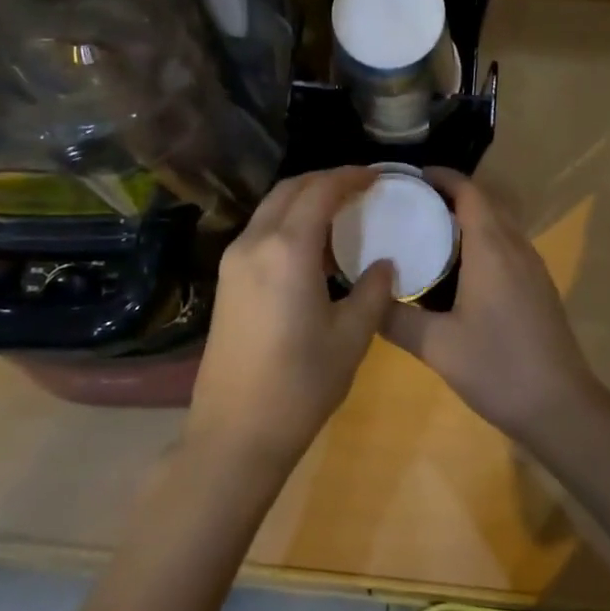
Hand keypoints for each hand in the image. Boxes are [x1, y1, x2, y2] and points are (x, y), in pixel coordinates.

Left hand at [186, 168, 395, 471]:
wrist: (234, 434)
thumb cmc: (300, 385)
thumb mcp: (351, 337)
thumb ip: (372, 291)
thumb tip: (384, 264)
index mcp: (288, 250)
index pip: (320, 191)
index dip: (350, 177)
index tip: (377, 176)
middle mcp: (255, 243)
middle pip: (290, 189)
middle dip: (325, 179)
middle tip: (359, 186)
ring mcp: (234, 260)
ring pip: (271, 207)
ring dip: (304, 198)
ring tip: (339, 210)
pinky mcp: (226, 281)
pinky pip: (260, 230)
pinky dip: (287, 220)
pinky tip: (311, 244)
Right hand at [384, 169, 600, 444]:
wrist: (561, 406)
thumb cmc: (497, 368)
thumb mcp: (437, 346)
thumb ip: (396, 318)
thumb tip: (365, 297)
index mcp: (491, 248)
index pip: (468, 191)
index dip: (440, 176)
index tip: (408, 178)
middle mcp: (515, 246)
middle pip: (483, 201)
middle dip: (448, 194)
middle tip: (408, 204)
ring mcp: (532, 265)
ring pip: (498, 222)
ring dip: (467, 216)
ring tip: (427, 230)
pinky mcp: (538, 285)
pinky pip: (507, 243)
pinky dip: (481, 238)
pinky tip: (458, 268)